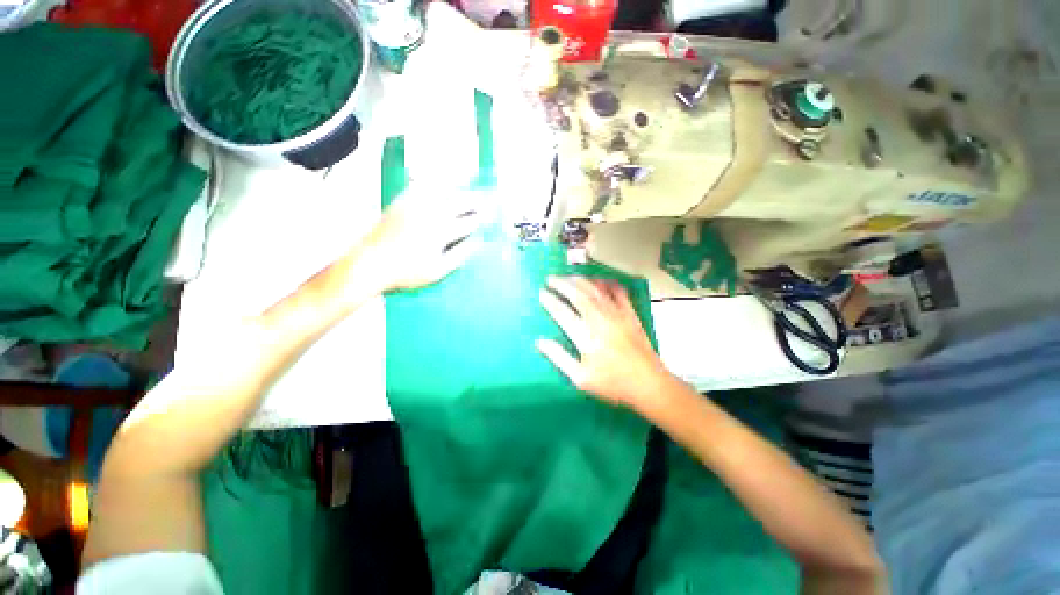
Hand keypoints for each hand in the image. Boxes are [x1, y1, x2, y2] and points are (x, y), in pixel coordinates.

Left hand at [356, 186, 487, 292]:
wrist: (369, 263)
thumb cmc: (406, 271)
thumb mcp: (438, 270)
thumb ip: (460, 255)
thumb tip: (479, 242)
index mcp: (440, 231)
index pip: (468, 222)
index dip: (482, 219)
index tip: (492, 217)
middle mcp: (429, 212)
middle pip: (459, 201)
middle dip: (475, 199)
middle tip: (488, 198)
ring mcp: (414, 204)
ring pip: (442, 190)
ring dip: (459, 188)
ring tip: (470, 188)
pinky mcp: (401, 201)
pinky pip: (421, 186)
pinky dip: (435, 183)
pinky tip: (441, 184)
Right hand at [536, 276, 678, 413]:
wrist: (649, 384)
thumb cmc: (613, 384)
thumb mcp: (581, 378)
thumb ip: (559, 357)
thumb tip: (539, 341)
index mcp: (586, 337)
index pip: (562, 312)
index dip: (550, 301)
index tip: (541, 292)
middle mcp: (600, 320)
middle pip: (578, 294)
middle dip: (562, 283)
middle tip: (550, 278)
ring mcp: (617, 314)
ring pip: (595, 290)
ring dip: (579, 280)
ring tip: (568, 277)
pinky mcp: (630, 313)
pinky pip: (618, 291)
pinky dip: (606, 283)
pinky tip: (598, 280)